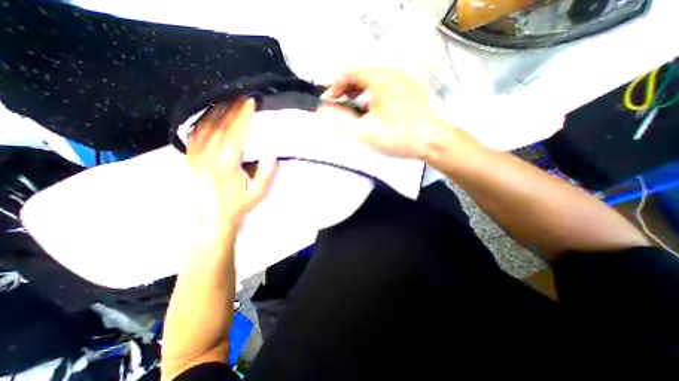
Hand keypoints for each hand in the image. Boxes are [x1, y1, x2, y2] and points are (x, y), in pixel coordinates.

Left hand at [186, 96, 276, 232]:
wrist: (211, 219)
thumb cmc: (238, 205)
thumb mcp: (259, 192)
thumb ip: (266, 172)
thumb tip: (270, 153)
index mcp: (226, 164)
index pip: (235, 133)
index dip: (243, 115)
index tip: (250, 102)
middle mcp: (207, 155)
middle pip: (219, 125)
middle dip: (232, 108)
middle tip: (242, 96)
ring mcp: (194, 155)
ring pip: (204, 125)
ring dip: (217, 110)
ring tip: (228, 100)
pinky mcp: (188, 157)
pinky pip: (193, 132)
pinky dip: (202, 120)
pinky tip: (210, 114)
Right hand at [319, 67, 445, 157]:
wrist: (432, 141)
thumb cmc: (399, 137)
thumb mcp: (365, 133)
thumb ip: (340, 122)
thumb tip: (321, 111)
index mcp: (379, 78)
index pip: (348, 71)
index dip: (334, 85)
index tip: (329, 101)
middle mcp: (392, 71)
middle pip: (360, 72)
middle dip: (345, 87)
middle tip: (339, 103)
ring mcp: (403, 78)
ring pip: (372, 77)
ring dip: (358, 89)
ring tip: (352, 104)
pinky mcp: (409, 86)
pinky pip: (384, 83)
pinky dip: (372, 91)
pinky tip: (371, 105)